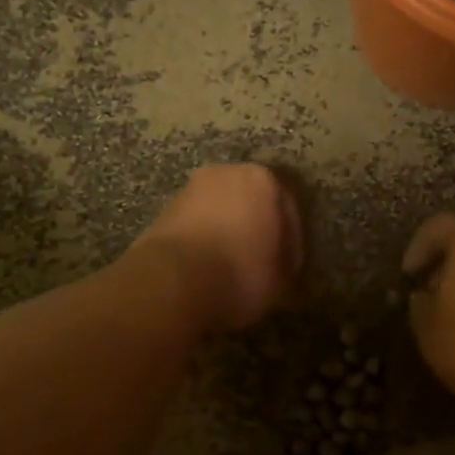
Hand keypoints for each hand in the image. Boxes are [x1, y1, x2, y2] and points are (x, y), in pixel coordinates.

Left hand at [133, 164, 302, 330]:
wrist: (173, 280)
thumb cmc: (240, 273)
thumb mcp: (282, 278)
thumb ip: (286, 262)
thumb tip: (278, 262)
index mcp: (263, 180)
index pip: (288, 210)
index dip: (291, 243)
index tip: (287, 268)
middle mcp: (226, 173)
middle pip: (251, 203)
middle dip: (256, 229)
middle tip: (261, 263)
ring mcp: (190, 190)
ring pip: (220, 212)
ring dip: (228, 233)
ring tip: (231, 268)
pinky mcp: (164, 210)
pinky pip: (196, 225)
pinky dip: (204, 241)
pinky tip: (206, 268)